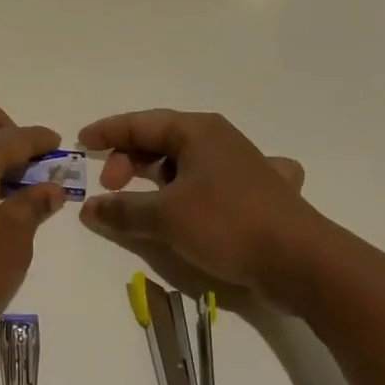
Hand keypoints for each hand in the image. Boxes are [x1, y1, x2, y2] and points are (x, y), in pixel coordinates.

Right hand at [77, 110, 316, 298]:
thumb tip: (89, 209)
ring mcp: (242, 166)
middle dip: (130, 162)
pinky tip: (203, 201)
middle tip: (112, 190)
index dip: (108, 132)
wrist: (303, 261)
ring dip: (158, 180)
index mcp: (197, 131)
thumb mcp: (165, 217)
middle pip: (162, 141)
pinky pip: (215, 183)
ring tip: (142, 204)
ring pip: (186, 163)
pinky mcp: (257, 194)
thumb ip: (122, 210)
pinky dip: (197, 191)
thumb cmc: (228, 224)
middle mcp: (219, 140)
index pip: (141, 122)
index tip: (81, 143)